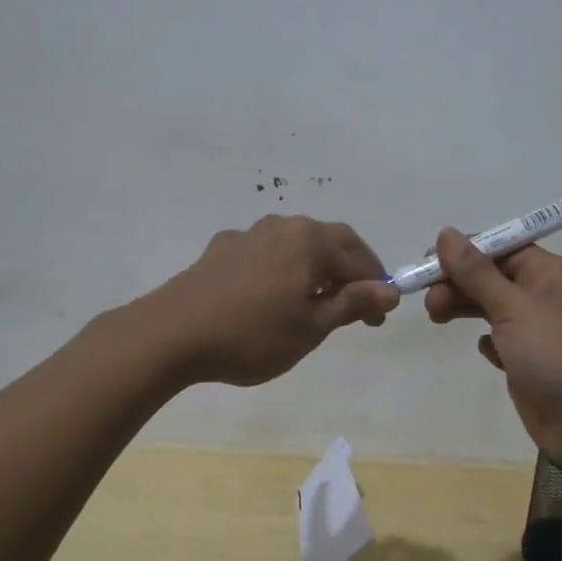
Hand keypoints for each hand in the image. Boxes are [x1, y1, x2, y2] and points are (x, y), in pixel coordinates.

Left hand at [153, 215, 398, 386]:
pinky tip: (269, 293)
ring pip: (296, 243)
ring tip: (313, 299)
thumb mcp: (311, 327)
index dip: (375, 287)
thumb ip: (352, 304)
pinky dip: (281, 268)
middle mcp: (283, 225)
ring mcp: (249, 233)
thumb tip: (390, 291)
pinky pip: (266, 251)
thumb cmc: (252, 335)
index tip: (377, 320)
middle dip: (349, 270)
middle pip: (330, 241)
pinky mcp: (222, 247)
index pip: (359, 257)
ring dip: (315, 266)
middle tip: (355, 306)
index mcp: (311, 241)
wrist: (171, 333)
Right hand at [424, 230, 561, 478]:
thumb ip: (476, 272)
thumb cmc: (556, 353)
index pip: (500, 247)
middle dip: (458, 282)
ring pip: (492, 306)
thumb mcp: (513, 307)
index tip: (428, 263)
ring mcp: (538, 330)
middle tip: (429, 302)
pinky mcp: (530, 362)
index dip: (464, 252)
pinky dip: (487, 340)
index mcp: (549, 272)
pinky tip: (484, 350)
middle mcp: (544, 295)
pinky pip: (501, 339)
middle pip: (492, 276)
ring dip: (464, 307)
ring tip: (435, 317)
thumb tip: (446, 233)